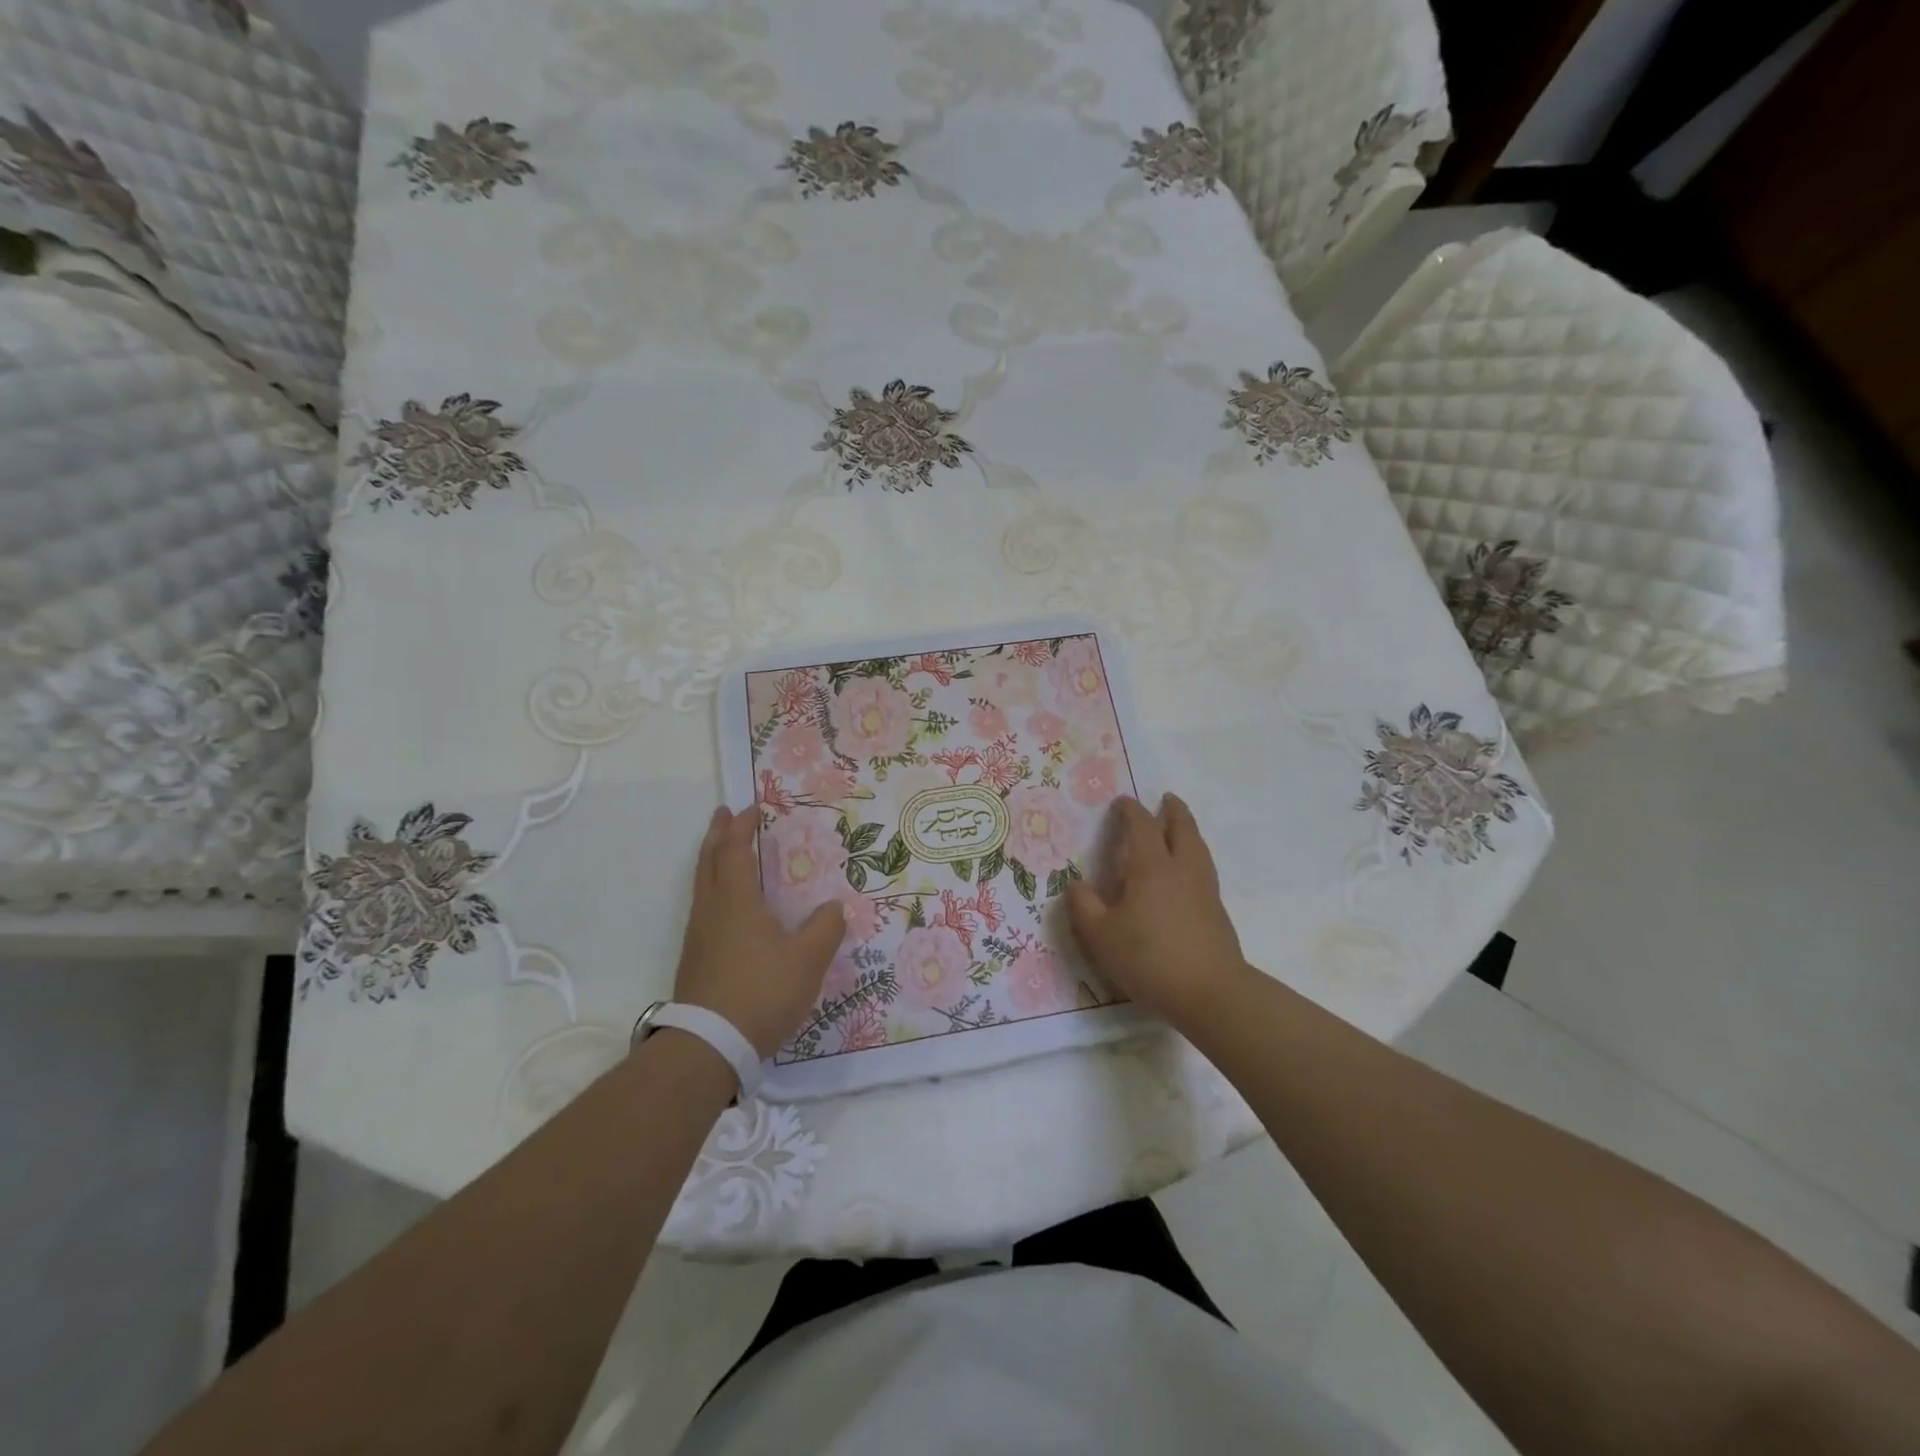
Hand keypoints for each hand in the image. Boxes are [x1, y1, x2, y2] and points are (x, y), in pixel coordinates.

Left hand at [673, 806, 845, 1059]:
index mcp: (736, 901)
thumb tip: (835, 907)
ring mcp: (699, 936)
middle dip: (716, 835)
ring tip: (725, 853)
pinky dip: (713, 888)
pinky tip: (729, 906)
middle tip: (723, 814)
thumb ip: (826, 929)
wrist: (709, 1046)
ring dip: (712, 860)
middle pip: (708, 861)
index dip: (741, 827)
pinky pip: (703, 907)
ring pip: (701, 885)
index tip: (751, 808)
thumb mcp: (807, 960)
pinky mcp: (695, 960)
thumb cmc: (761, 992)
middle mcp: (711, 911)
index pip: (734, 851)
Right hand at [1065, 794, 1250, 1026]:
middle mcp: (1182, 868)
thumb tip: (1077, 885)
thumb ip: (1084, 906)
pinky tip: (1186, 872)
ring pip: (1198, 847)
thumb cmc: (1150, 958)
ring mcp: (1204, 889)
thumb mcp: (1101, 935)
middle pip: (1182, 827)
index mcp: (1152, 866)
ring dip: (1187, 830)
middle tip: (1166, 799)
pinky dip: (1194, 855)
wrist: (1211, 992)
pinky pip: (1204, 868)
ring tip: (1179, 828)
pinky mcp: (1217, 911)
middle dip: (1172, 810)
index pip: (1142, 826)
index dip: (1130, 810)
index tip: (1121, 802)